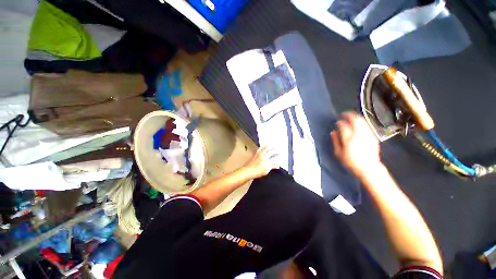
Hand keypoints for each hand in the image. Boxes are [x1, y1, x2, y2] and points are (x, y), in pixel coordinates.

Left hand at [243, 146, 279, 178]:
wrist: (248, 171)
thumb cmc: (256, 171)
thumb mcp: (266, 170)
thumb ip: (272, 166)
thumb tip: (277, 165)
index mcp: (264, 157)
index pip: (271, 152)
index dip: (276, 152)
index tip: (279, 152)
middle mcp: (260, 154)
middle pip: (267, 148)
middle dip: (271, 146)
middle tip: (274, 146)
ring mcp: (256, 154)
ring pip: (262, 147)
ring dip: (266, 145)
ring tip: (268, 144)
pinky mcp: (253, 155)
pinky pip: (258, 149)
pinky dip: (261, 147)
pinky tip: (261, 148)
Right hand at [330, 112, 381, 177]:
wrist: (368, 167)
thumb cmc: (350, 161)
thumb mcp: (338, 153)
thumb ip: (335, 141)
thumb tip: (333, 132)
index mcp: (349, 138)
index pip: (343, 126)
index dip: (339, 122)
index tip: (337, 122)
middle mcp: (359, 134)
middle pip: (355, 120)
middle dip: (349, 115)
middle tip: (344, 114)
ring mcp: (367, 134)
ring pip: (362, 121)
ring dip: (356, 117)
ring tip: (351, 117)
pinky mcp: (373, 136)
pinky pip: (367, 125)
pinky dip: (362, 122)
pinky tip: (359, 124)